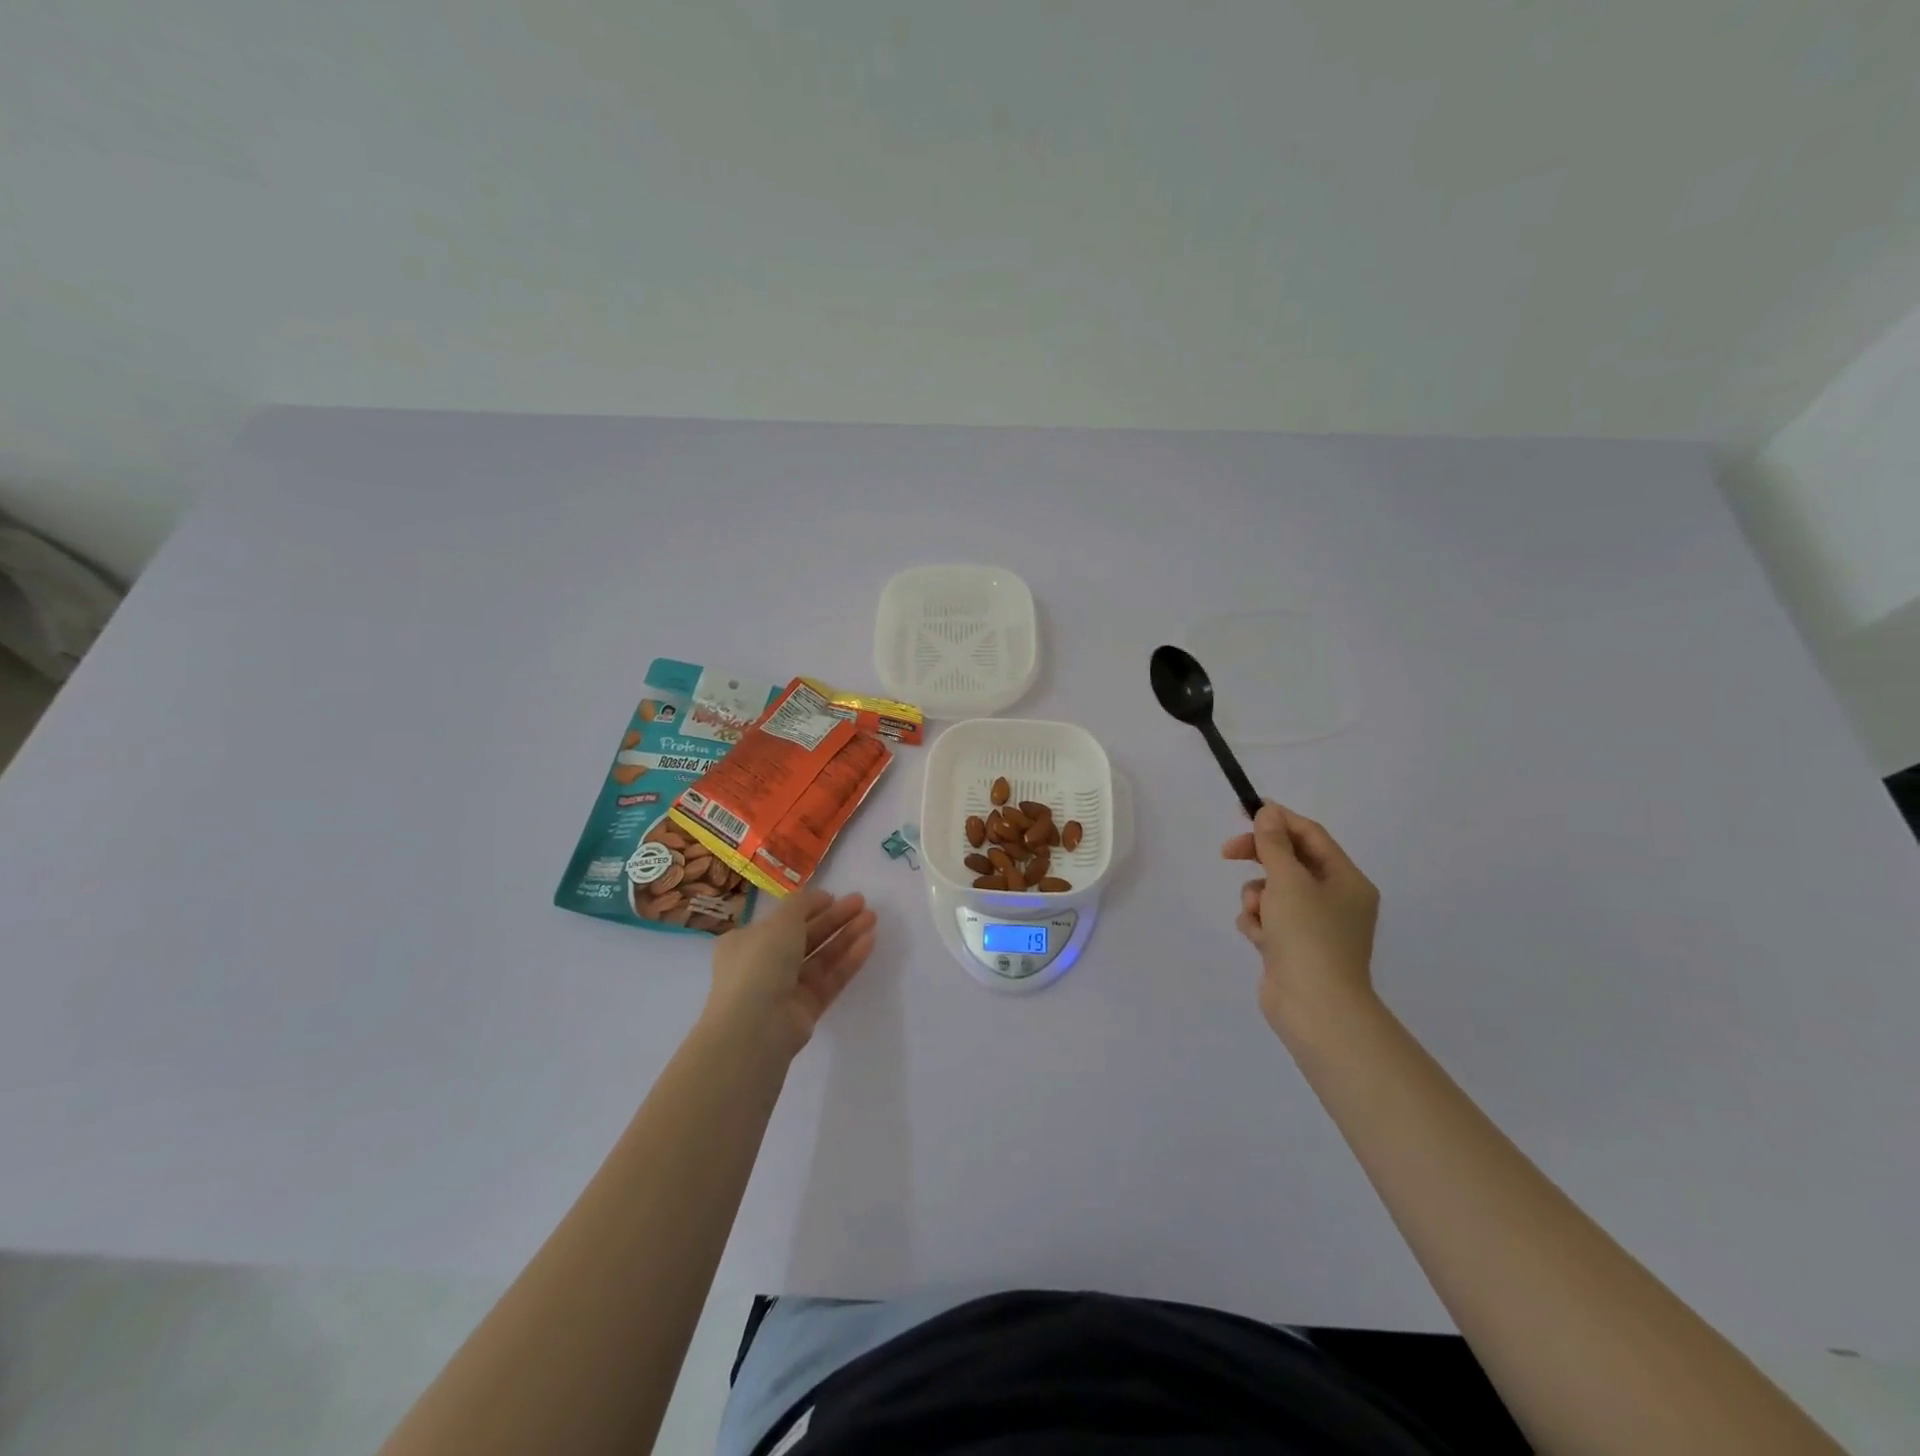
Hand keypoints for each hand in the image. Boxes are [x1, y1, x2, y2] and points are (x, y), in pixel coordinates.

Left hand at [702, 889, 877, 1060]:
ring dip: (845, 936)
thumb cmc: (760, 963)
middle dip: (833, 919)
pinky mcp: (806, 1010)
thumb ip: (801, 904)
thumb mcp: (780, 922)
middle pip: (805, 936)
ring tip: (872, 918)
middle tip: (861, 902)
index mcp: (747, 942)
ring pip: (821, 957)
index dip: (808, 907)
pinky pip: (830, 979)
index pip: (781, 921)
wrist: (754, 1027)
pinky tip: (869, 941)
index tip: (833, 897)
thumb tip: (817, 897)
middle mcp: (764, 965)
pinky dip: (848, 960)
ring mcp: (785, 989)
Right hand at [1222, 803, 1379, 1038]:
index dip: (1278, 820)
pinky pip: (1267, 919)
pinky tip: (1258, 938)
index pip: (1310, 836)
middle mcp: (1335, 900)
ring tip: (1257, 913)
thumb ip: (1273, 844)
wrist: (1315, 1008)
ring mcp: (1314, 926)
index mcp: (1346, 880)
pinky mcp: (1293, 948)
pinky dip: (1257, 923)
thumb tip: (1267, 813)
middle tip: (1227, 852)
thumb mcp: (1288, 881)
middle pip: (1290, 862)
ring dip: (1256, 896)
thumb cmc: (1309, 936)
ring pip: (1273, 892)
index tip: (1244, 811)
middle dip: (1259, 857)